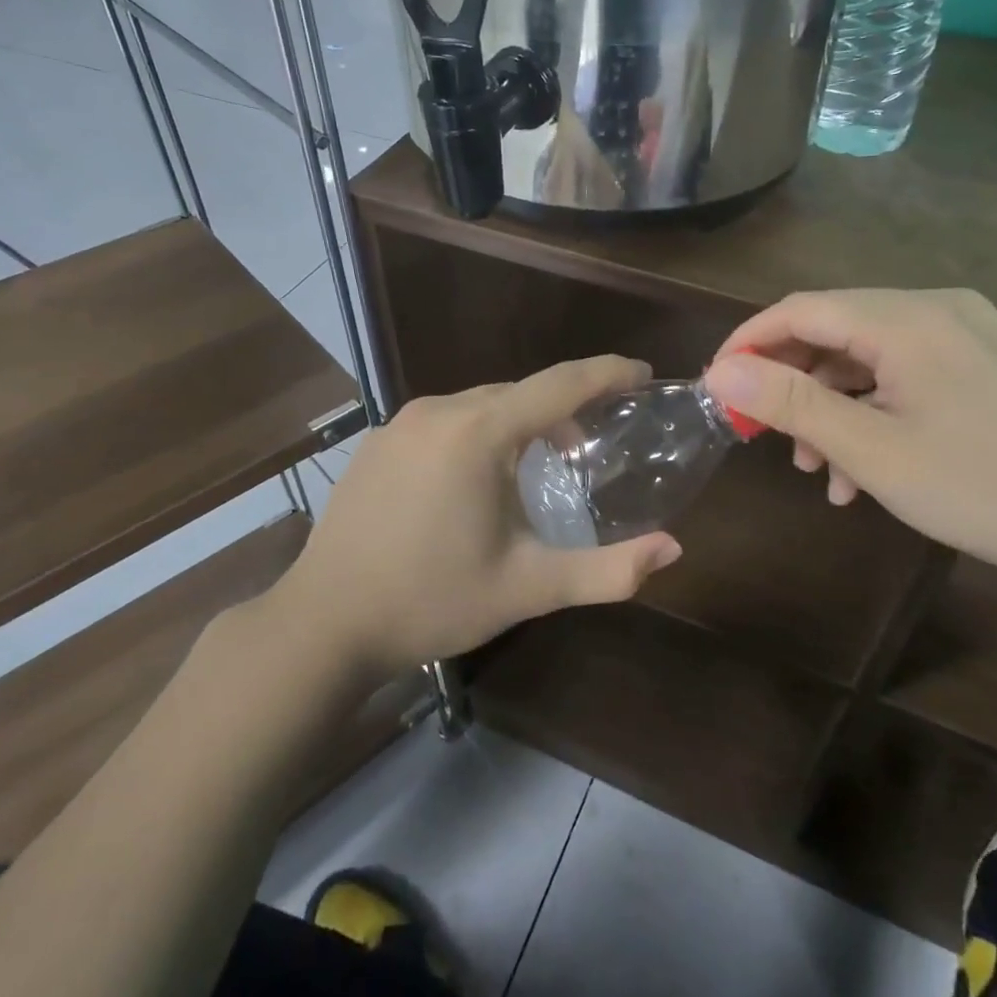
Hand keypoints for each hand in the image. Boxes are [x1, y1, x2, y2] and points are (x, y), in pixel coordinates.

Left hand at [271, 357, 682, 676]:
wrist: (323, 624)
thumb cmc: (431, 602)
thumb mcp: (527, 588)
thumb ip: (607, 570)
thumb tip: (672, 549)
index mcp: (478, 432)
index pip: (559, 384)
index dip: (607, 373)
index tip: (642, 373)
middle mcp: (438, 411)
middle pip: (520, 392)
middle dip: (563, 410)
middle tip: (591, 446)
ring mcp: (400, 423)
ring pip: (480, 404)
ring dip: (519, 425)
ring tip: (538, 469)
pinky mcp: (377, 442)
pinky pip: (445, 421)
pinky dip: (478, 434)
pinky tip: (476, 481)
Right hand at [701, 289, 996, 612]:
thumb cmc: (985, 488)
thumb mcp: (873, 450)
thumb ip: (791, 403)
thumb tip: (719, 371)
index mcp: (907, 318)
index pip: (800, 308)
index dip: (748, 342)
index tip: (716, 387)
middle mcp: (936, 308)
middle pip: (833, 329)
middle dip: (791, 383)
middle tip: (765, 437)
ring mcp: (967, 334)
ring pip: (868, 356)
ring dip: (831, 406)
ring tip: (820, 471)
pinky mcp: (985, 363)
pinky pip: (905, 373)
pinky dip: (873, 411)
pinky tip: (866, 469)